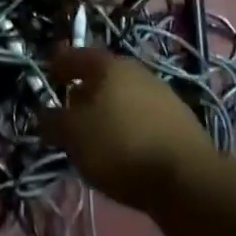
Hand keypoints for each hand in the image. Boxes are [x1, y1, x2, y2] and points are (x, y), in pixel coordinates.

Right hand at [42, 47, 212, 209]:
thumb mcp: (73, 136)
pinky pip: (144, 116)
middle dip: (85, 89)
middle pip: (102, 75)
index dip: (58, 65)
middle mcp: (136, 70)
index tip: (47, 77)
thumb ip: (53, 121)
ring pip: (124, 95)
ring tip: (98, 134)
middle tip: (71, 110)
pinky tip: (126, 148)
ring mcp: (162, 93)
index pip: (74, 55)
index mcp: (107, 64)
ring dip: (109, 109)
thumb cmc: (121, 147)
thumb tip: (45, 114)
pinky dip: (130, 126)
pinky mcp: (181, 121)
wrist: (189, 181)